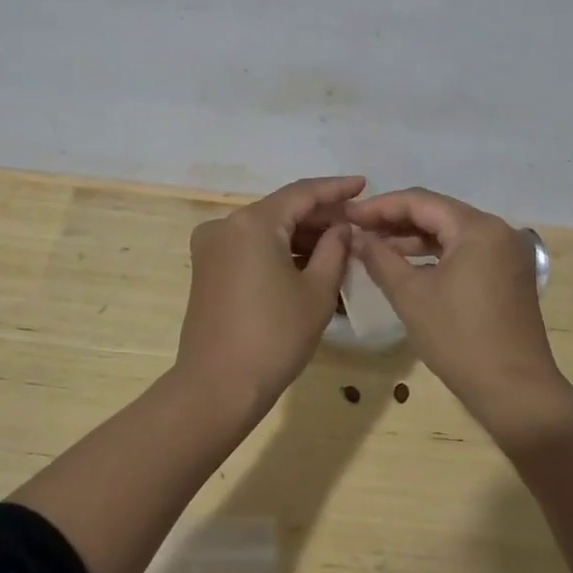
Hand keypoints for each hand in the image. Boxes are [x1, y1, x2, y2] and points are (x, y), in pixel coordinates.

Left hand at [177, 175, 362, 415]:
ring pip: (266, 229)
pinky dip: (279, 250)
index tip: (364, 185)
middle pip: (282, 209)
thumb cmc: (274, 338)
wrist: (217, 387)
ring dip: (301, 235)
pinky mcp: (207, 268)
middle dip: (320, 215)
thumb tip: (341, 227)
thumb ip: (334, 249)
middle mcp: (226, 225)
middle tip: (357, 222)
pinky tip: (308, 261)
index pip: (302, 193)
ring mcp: (212, 246)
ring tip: (339, 244)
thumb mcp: (317, 292)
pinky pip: (251, 246)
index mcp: (252, 222)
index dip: (336, 188)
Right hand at [347, 187, 567, 429]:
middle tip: (358, 229)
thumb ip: (380, 258)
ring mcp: (507, 253)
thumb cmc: (459, 339)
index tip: (348, 215)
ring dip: (414, 238)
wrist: (515, 392)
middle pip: (438, 213)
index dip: (380, 206)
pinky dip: (436, 254)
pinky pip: (466, 251)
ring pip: (452, 232)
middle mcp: (498, 230)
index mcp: (477, 228)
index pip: (420, 201)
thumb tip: (357, 237)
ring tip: (375, 247)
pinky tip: (408, 264)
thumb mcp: (410, 296)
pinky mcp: (509, 274)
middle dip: (396, 220)